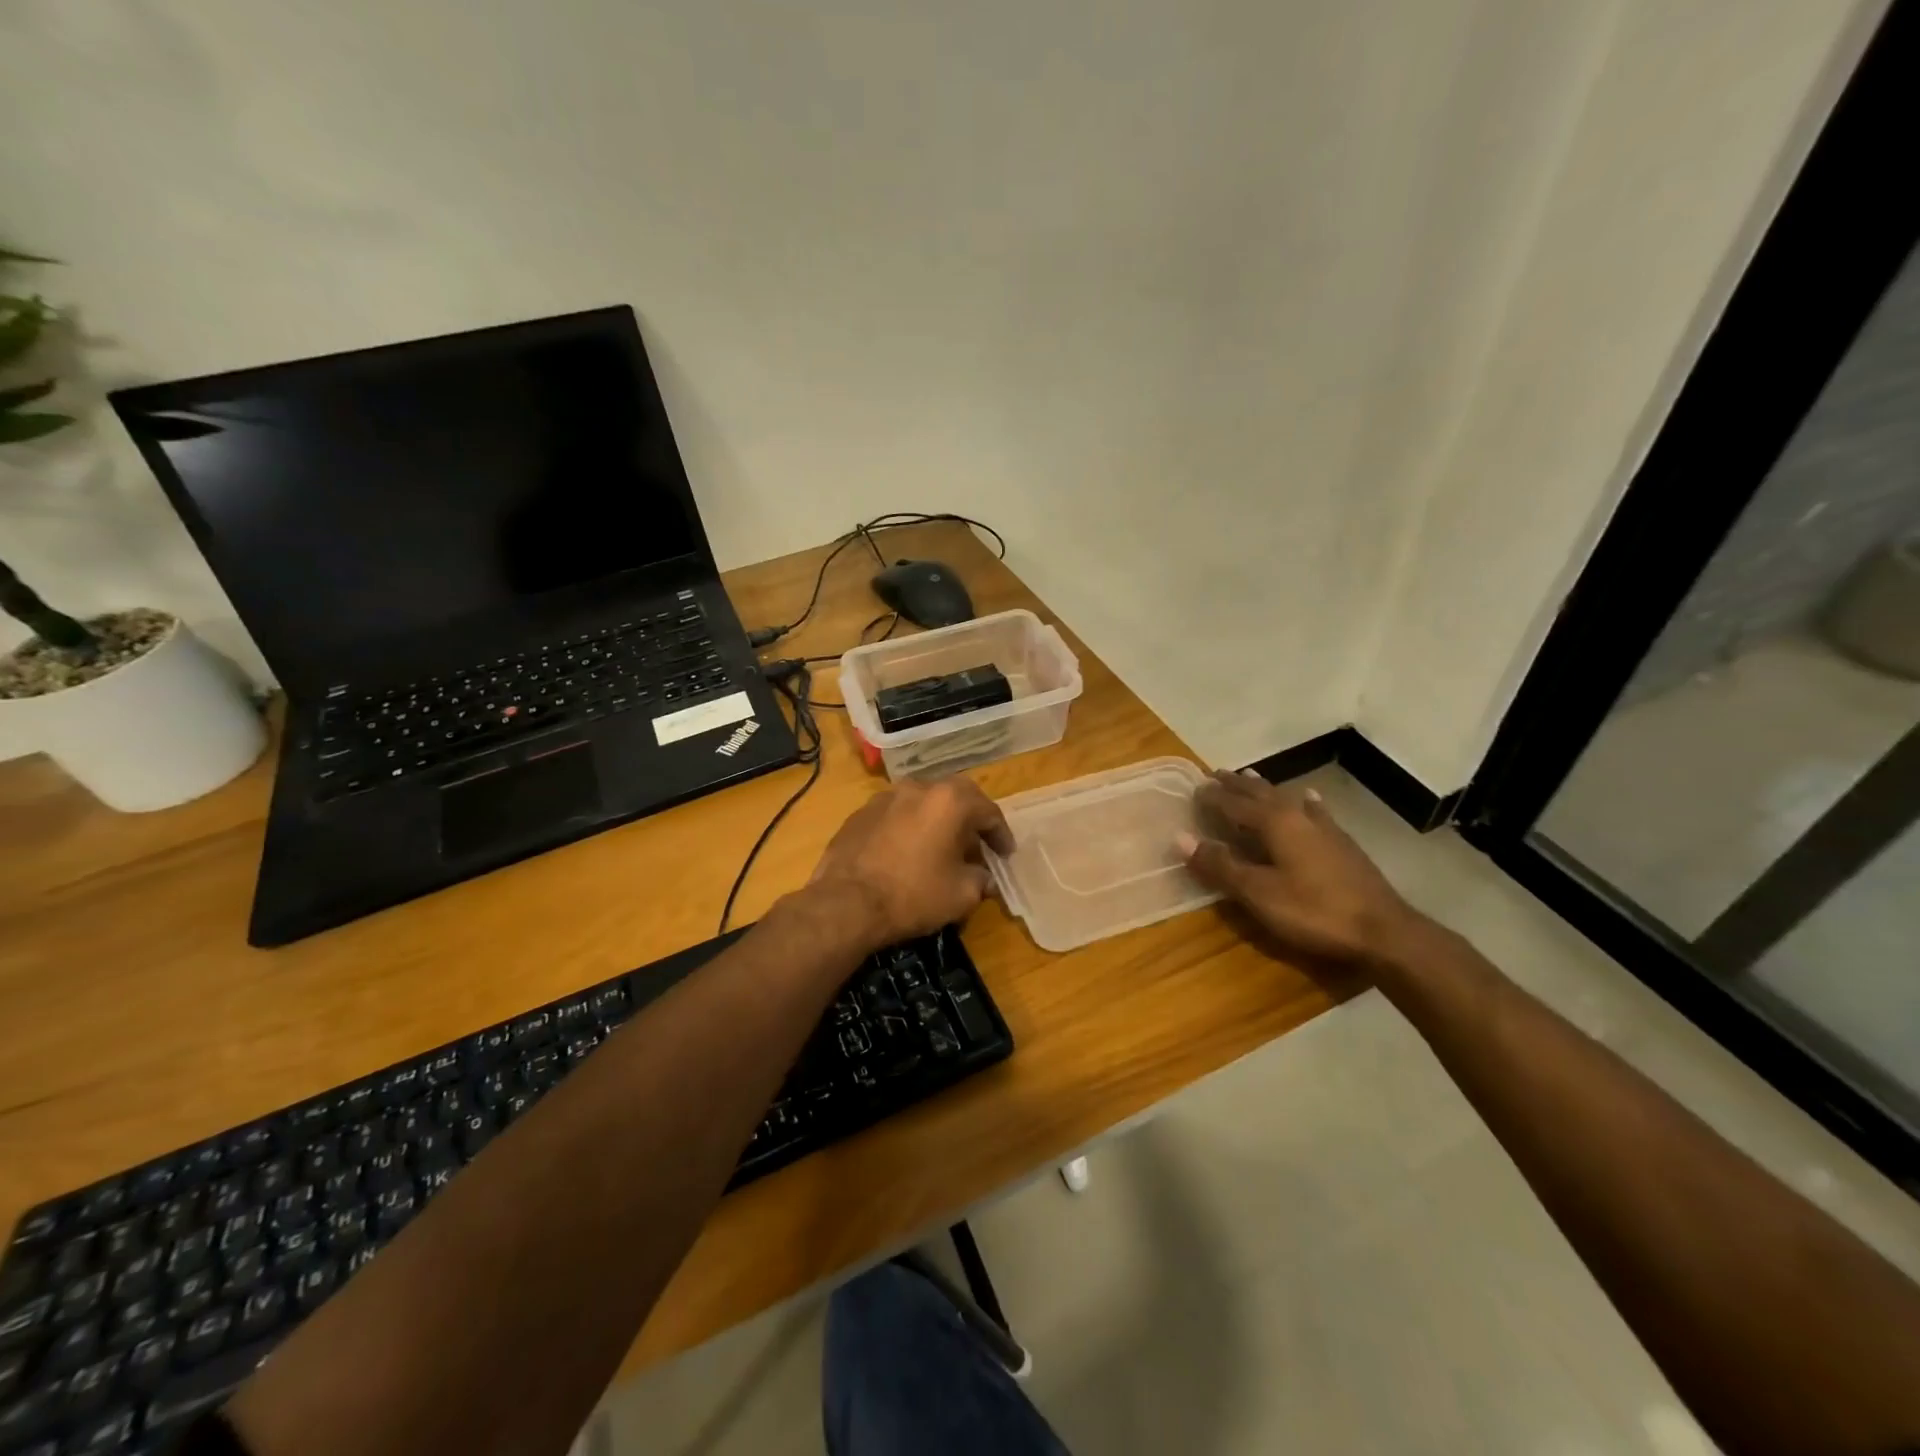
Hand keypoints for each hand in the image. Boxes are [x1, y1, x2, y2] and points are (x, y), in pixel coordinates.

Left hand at [809, 777, 1014, 950]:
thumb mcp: (961, 895)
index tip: (1006, 854)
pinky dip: (908, 829)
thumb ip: (980, 880)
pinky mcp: (859, 815)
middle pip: (954, 797)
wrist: (845, 904)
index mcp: (948, 801)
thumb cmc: (912, 895)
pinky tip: (906, 853)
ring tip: (940, 848)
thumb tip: (983, 878)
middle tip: (977, 844)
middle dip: (969, 819)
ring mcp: (884, 798)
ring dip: (936, 821)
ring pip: (921, 803)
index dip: (1000, 834)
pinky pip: (895, 816)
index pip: (987, 810)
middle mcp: (917, 788)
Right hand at [1178, 770, 1425, 971]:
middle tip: (1215, 774)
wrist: (1383, 931)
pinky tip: (1308, 798)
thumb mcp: (1258, 893)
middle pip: (1260, 793)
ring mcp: (1324, 828)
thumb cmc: (1313, 911)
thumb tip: (1181, 837)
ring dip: (1264, 789)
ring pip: (1286, 798)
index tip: (1193, 788)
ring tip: (1250, 778)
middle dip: (1236, 784)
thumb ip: (1220, 865)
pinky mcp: (1342, 843)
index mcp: (1274, 823)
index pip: (1234, 803)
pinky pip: (1314, 811)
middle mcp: (1297, 816)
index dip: (1212, 796)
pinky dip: (1303, 802)